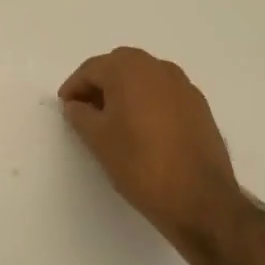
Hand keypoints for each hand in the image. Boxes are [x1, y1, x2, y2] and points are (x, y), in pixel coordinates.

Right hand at [59, 47, 242, 240]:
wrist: (199, 198)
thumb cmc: (139, 163)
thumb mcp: (97, 139)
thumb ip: (80, 115)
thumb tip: (77, 105)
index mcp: (129, 69)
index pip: (92, 69)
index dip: (74, 87)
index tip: (65, 107)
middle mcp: (158, 68)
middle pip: (119, 66)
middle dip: (100, 84)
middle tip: (86, 110)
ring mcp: (183, 86)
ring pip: (144, 78)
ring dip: (124, 91)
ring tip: (113, 120)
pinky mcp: (199, 106)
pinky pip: (163, 93)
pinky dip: (147, 101)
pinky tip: (142, 129)